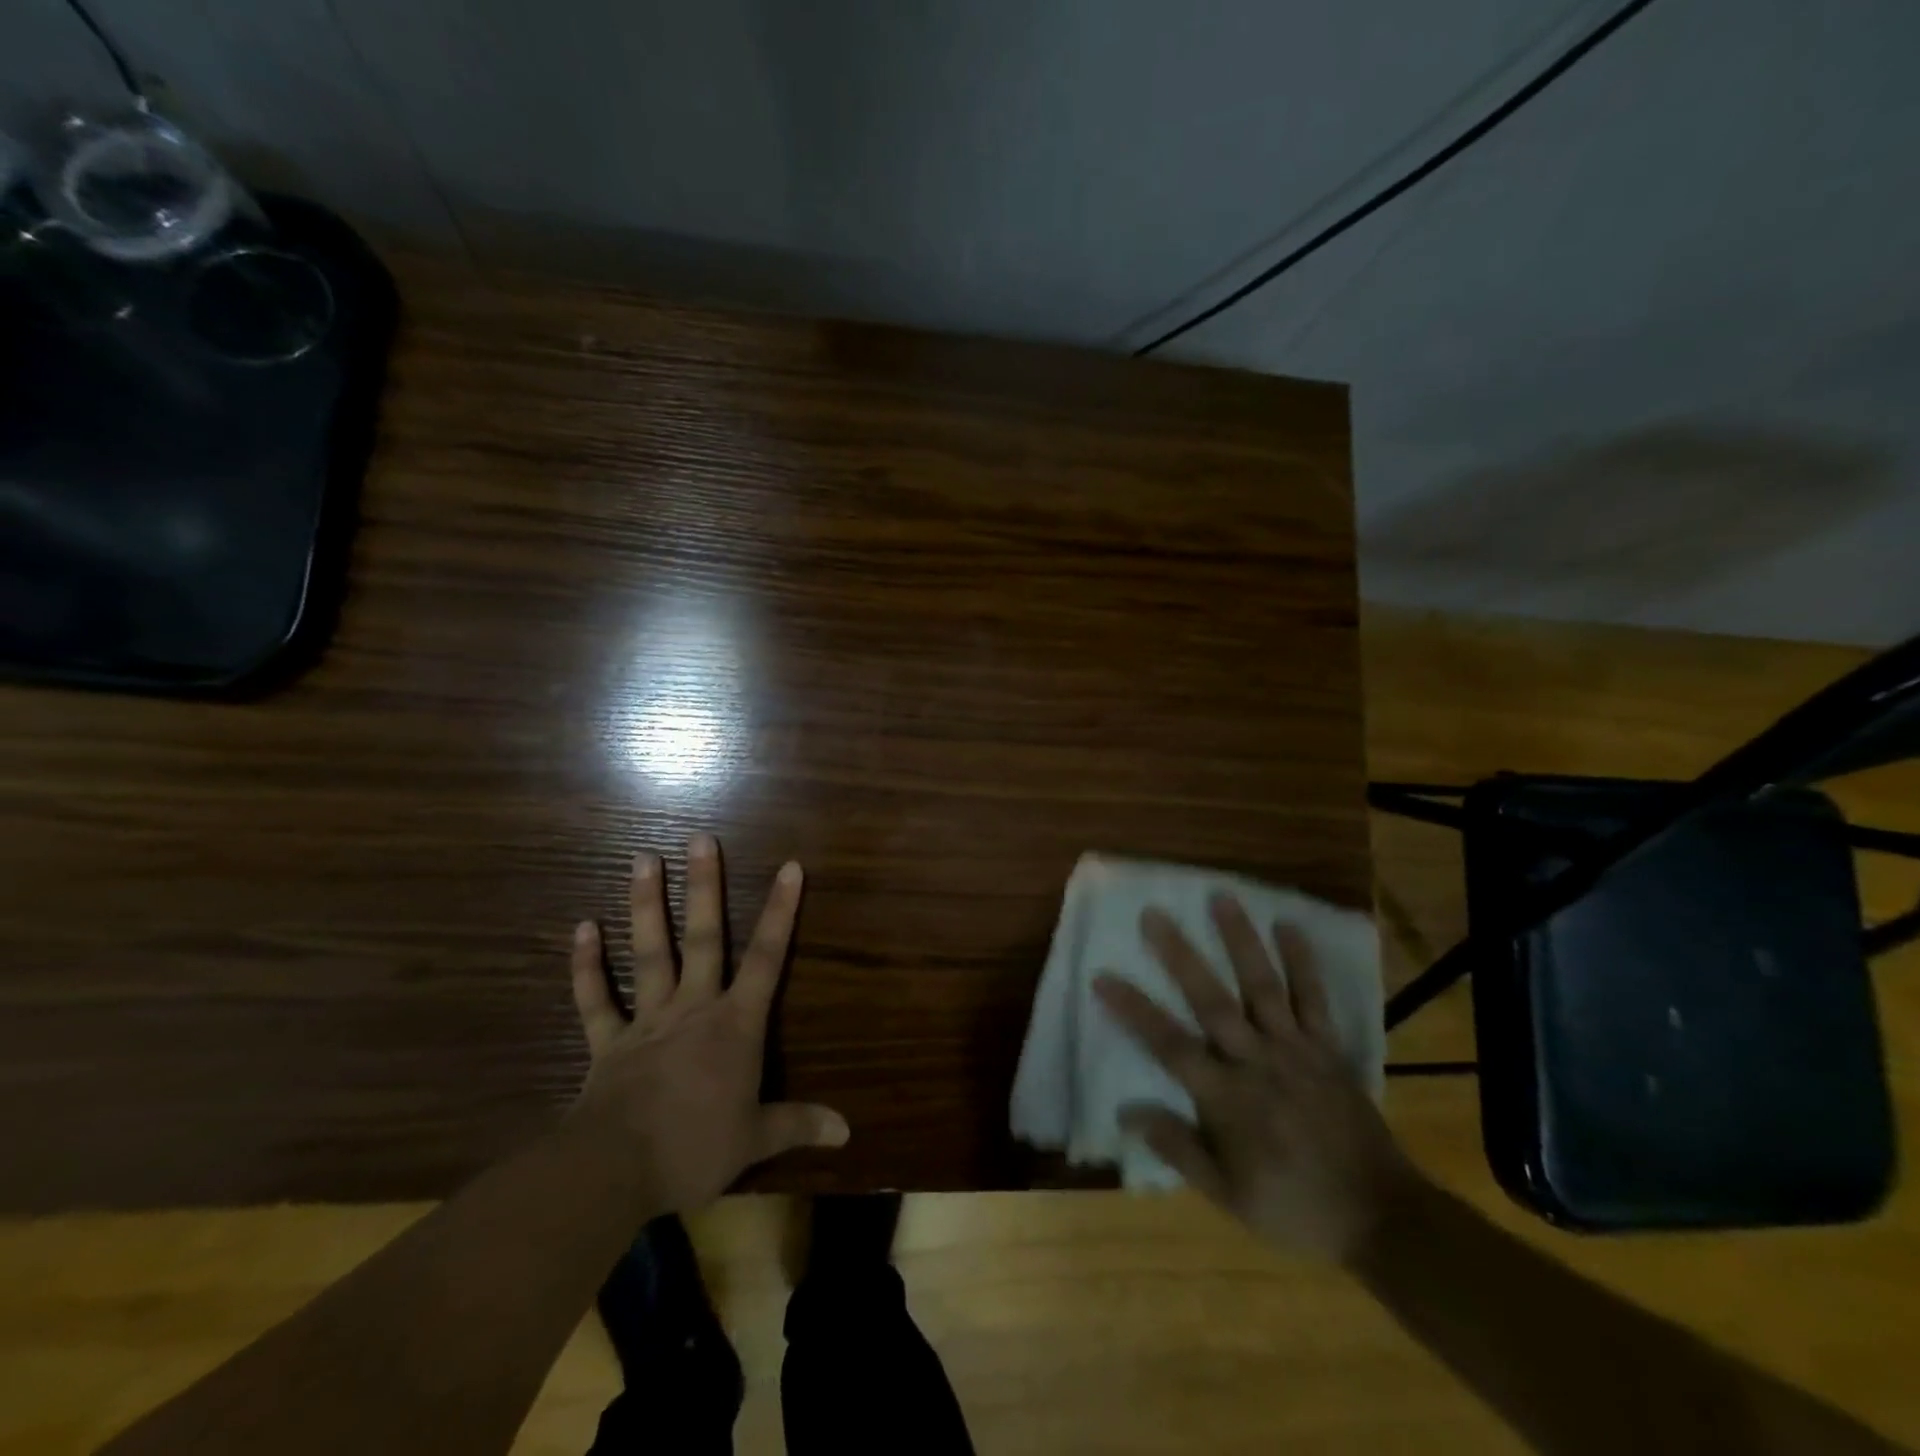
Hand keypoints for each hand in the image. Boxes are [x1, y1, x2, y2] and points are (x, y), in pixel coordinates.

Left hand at [568, 835, 848, 1213]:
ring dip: (646, 905)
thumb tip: (847, 1132)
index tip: (790, 866)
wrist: (615, 1170)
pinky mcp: (608, 1042)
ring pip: (649, 952)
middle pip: (702, 937)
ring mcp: (647, 1020)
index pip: (766, 958)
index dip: (781, 911)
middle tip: (700, 838)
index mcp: (735, 1025)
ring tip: (643, 858)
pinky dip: (587, 965)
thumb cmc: (695, 1148)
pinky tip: (582, 927)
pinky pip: (595, 999)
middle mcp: (693, 1008)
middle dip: (704, 887)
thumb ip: (799, 1125)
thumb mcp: (756, 1139)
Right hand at [1095, 897, 1416, 1263]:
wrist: (1381, 1217)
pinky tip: (1289, 926)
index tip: (1102, 976)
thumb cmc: (1294, 1206)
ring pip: (1263, 986)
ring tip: (1221, 897)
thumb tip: (1127, 1110)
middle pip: (1212, 1001)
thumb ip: (1178, 1148)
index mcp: (1228, 1098)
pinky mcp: (1328, 1047)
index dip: (1134, 1010)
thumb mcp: (1228, 1196)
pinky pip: (1315, 998)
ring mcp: (1296, 1049)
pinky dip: (1303, 961)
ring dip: (1241, 940)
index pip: (1170, 1045)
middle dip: (1180, 956)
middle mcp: (1257, 1061)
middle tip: (1154, 914)